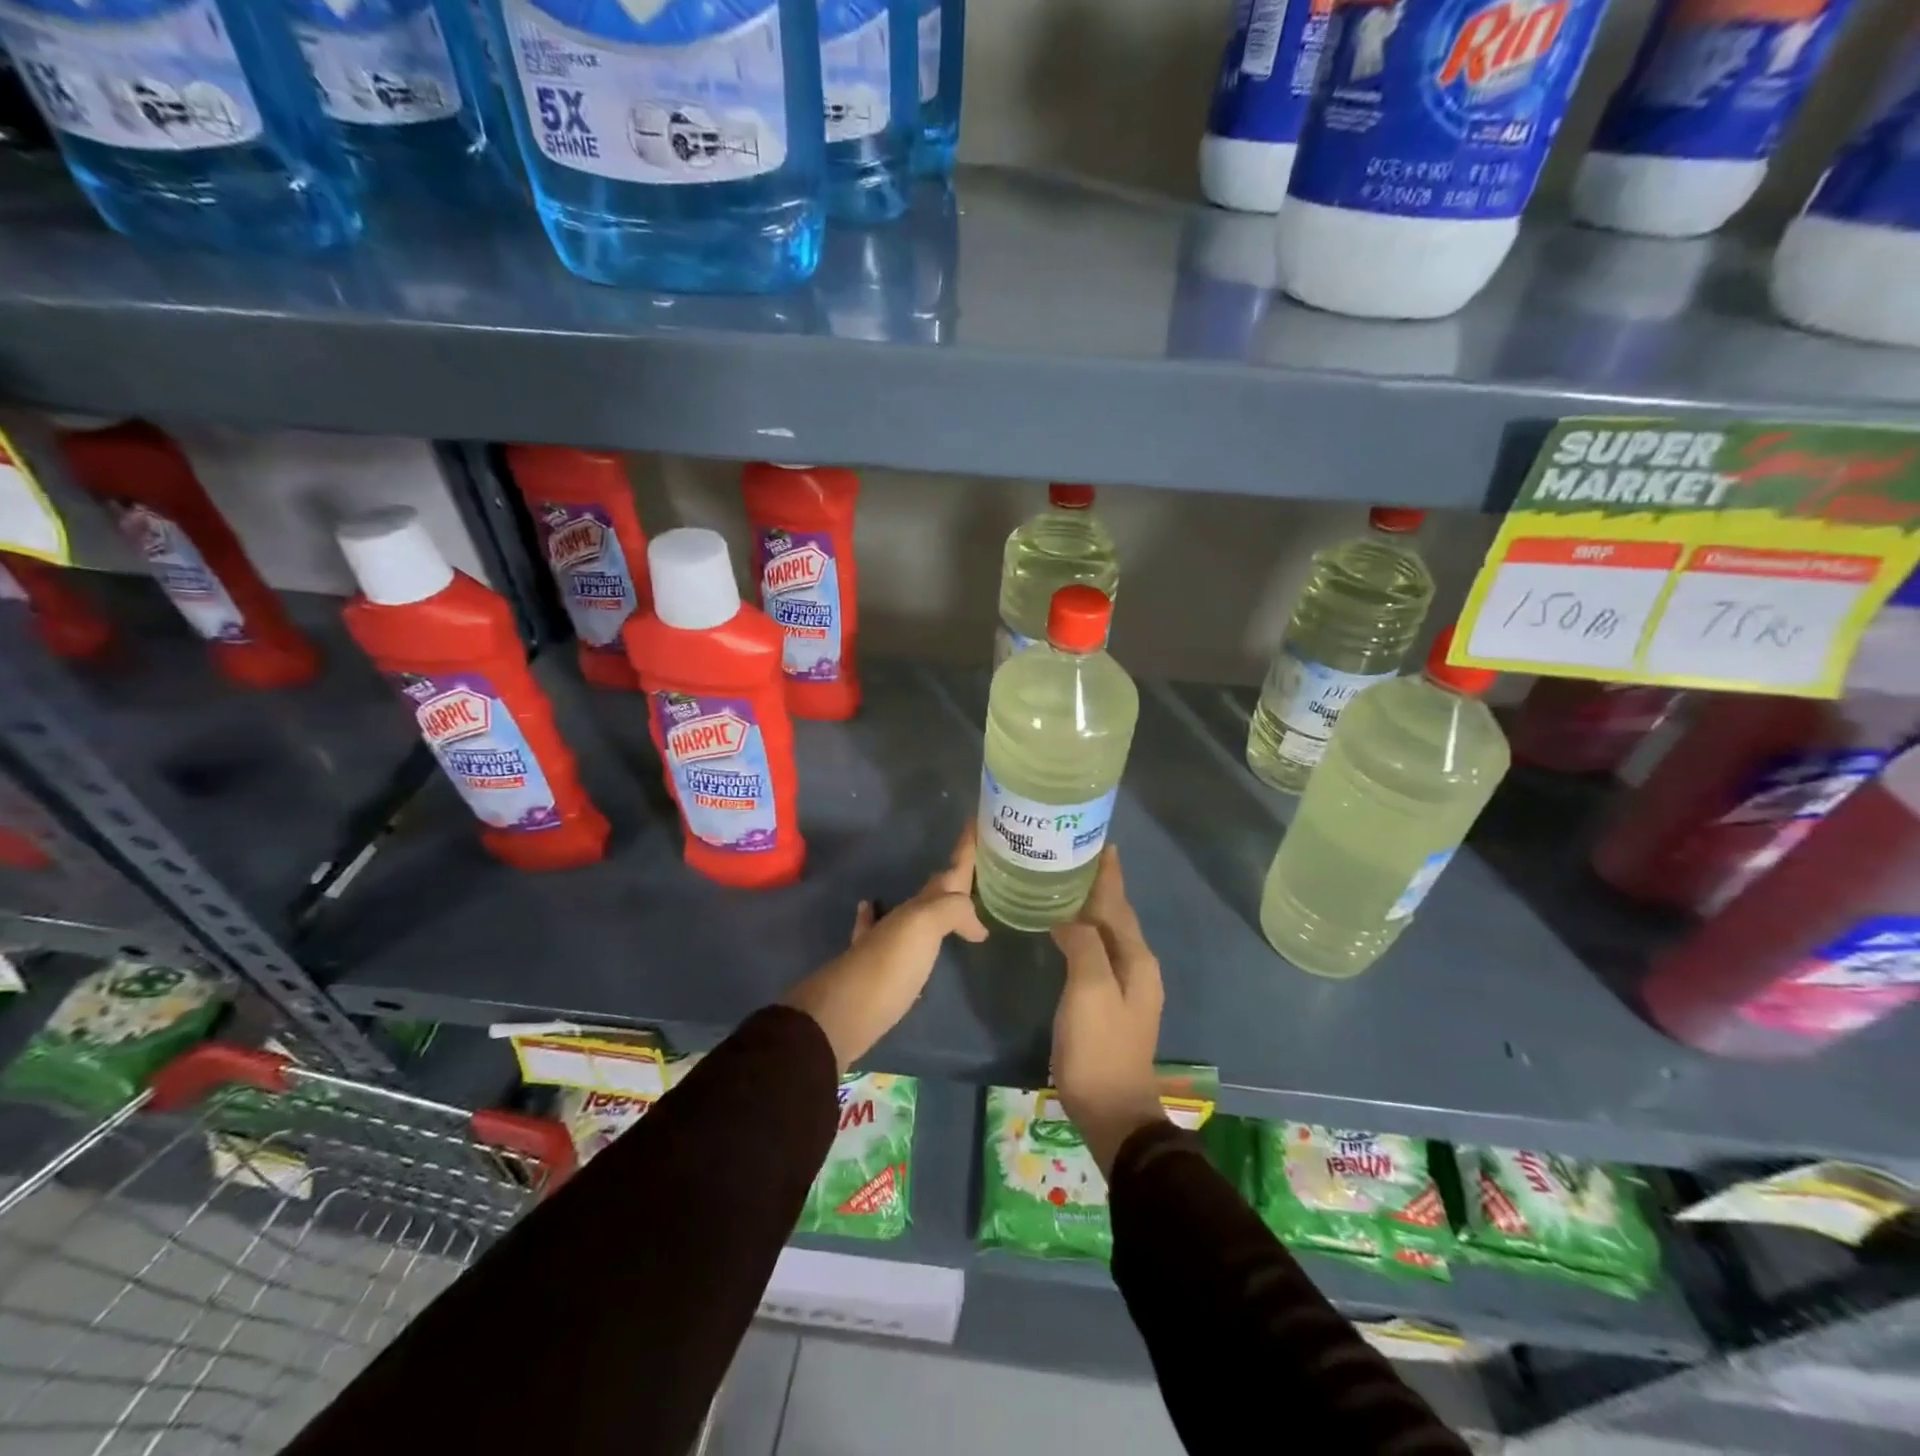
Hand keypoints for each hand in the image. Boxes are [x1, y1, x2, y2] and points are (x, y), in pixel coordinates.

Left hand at [781, 824, 986, 1071]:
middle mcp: (902, 919)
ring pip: (916, 913)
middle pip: (935, 890)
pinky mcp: (877, 970)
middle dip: (955, 875)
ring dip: (935, 902)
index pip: (949, 872)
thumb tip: (976, 925)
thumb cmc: (886, 968)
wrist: (838, 1016)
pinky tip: (874, 911)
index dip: (964, 849)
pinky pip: (882, 934)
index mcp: (918, 908)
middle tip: (977, 862)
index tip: (976, 822)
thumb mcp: (922, 928)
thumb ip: (951, 912)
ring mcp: (886, 943)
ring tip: (952, 896)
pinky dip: (883, 919)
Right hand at [1050, 848, 1166, 1173]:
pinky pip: (1099, 953)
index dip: (1110, 875)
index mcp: (1137, 959)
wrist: (1112, 1109)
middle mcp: (1138, 966)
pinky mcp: (1111, 1002)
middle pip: (1117, 916)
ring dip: (1093, 909)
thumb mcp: (1089, 990)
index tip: (1102, 844)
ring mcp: (1127, 986)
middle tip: (1077, 859)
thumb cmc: (1099, 1046)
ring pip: (1109, 934)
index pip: (1119, 904)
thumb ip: (1083, 945)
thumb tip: (1069, 920)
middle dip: (1102, 887)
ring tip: (1070, 887)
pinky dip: (1086, 934)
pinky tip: (1069, 934)